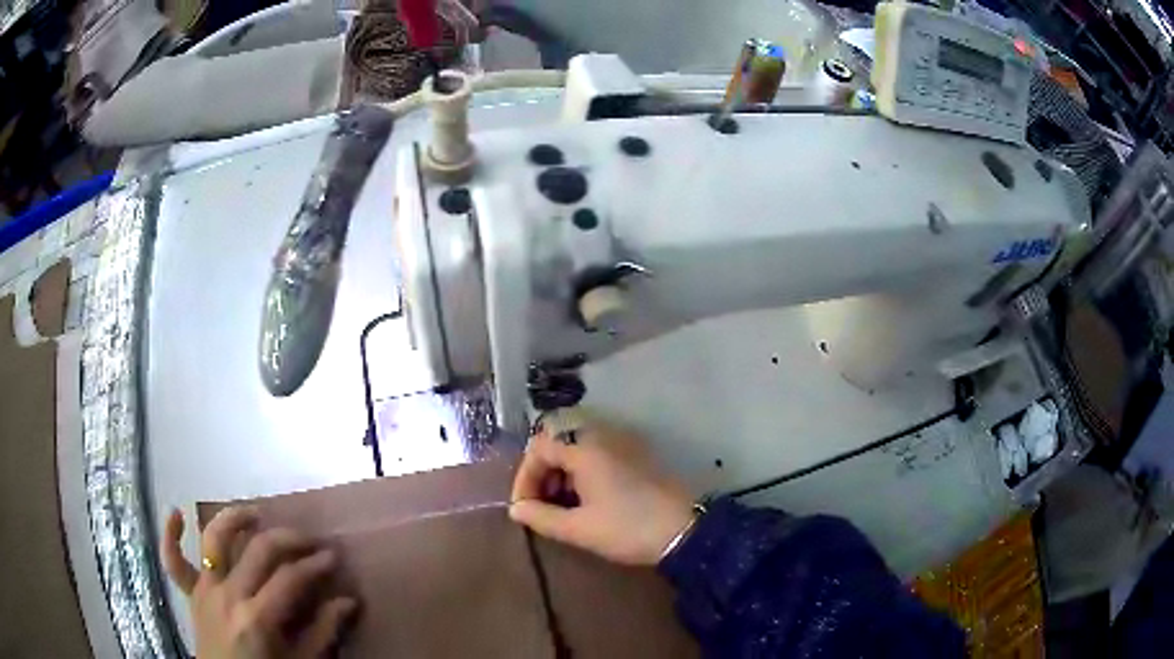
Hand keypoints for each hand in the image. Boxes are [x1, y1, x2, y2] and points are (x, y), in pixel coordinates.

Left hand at [162, 507, 357, 658]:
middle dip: (289, 538)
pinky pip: (173, 561)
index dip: (315, 564)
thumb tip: (348, 601)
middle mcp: (229, 595)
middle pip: (258, 550)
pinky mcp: (191, 594)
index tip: (333, 557)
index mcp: (259, 618)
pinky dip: (170, 536)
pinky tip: (176, 513)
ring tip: (255, 513)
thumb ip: (324, 632)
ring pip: (214, 540)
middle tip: (309, 539)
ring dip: (234, 519)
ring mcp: (205, 590)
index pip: (291, 577)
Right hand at [509, 416, 694, 565]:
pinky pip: (597, 455)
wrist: (685, 531)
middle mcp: (602, 437)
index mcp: (585, 450)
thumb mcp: (579, 529)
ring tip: (562, 508)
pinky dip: (582, 473)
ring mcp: (623, 444)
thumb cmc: (628, 528)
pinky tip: (586, 501)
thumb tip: (516, 510)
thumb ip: (541, 517)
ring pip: (577, 449)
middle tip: (541, 507)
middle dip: (542, 475)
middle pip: (557, 444)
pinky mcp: (636, 456)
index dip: (525, 476)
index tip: (524, 507)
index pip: (539, 447)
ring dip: (562, 475)